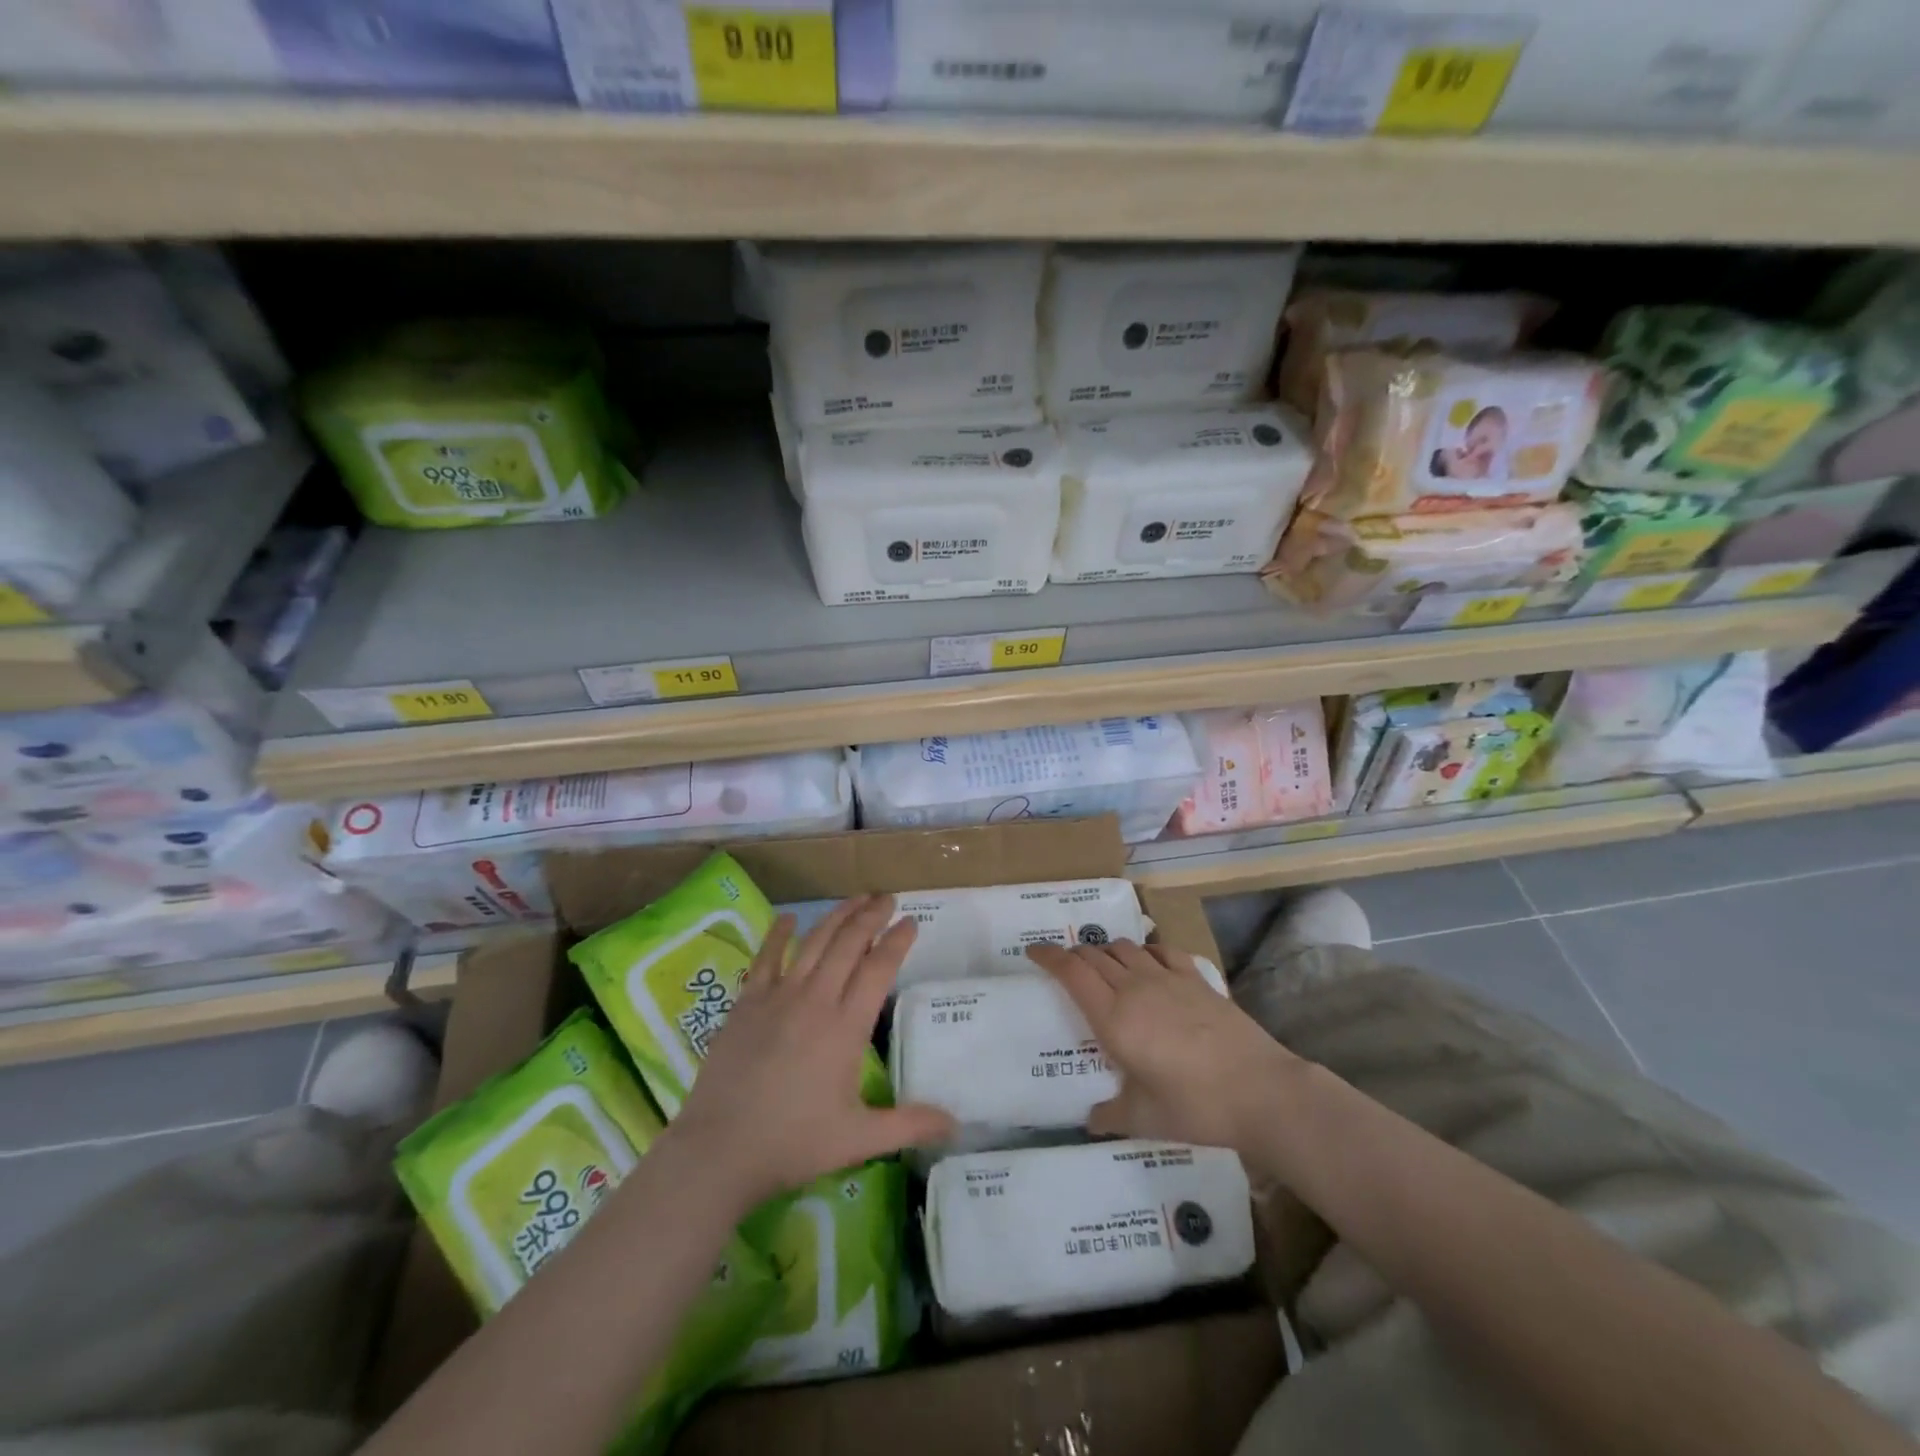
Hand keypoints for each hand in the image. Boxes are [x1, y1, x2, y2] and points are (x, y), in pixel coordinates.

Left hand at [669, 894, 953, 1209]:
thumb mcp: (859, 1139)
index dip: (897, 941)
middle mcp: (816, 1000)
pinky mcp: (747, 1003)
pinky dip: (779, 934)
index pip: (879, 968)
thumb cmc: (793, 1144)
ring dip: (837, 916)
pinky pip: (766, 957)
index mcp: (846, 1026)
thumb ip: (909, 1125)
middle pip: (848, 943)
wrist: (719, 1149)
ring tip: (856, 899)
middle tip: (887, 898)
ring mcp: (778, 996)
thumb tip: (955, 1124)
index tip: (911, 921)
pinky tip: (788, 917)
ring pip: (814, 942)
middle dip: (871, 916)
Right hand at [1027, 939, 1299, 1155]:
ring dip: (1106, 951)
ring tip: (1104, 965)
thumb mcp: (1144, 1119)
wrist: (1260, 1091)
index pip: (1071, 972)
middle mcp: (1135, 989)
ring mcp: (1168, 979)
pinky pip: (1161, 950)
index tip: (1033, 951)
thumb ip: (1111, 1115)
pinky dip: (1145, 950)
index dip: (1048, 956)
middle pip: (1094, 955)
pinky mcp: (1197, 978)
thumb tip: (1091, 1119)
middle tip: (1066, 966)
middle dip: (1073, 955)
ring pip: (1125, 948)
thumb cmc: (1194, 1107)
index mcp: (1113, 1019)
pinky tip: (1148, 962)